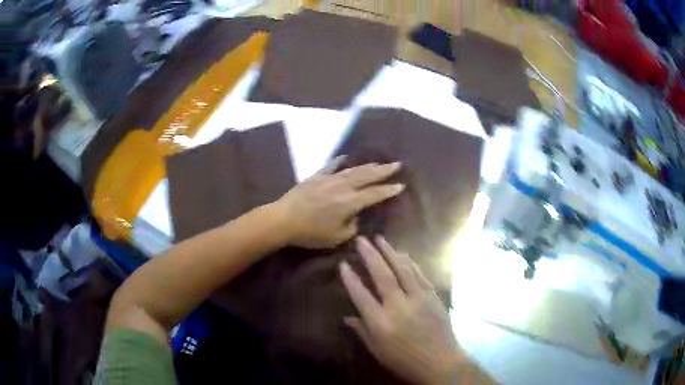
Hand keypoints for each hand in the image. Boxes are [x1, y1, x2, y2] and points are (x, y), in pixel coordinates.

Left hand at [276, 158, 403, 248]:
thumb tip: (356, 218)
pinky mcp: (317, 177)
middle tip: (397, 164)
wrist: (284, 219)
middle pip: (367, 176)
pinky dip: (339, 161)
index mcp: (350, 202)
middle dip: (384, 171)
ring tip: (379, 163)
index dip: (389, 190)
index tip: (401, 185)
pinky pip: (331, 166)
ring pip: (353, 170)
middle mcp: (343, 187)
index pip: (375, 194)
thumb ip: (352, 227)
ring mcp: (329, 179)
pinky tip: (346, 158)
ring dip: (368, 166)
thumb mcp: (336, 237)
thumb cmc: (311, 232)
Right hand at [340, 236, 464, 384]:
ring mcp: (418, 299)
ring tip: (380, 239)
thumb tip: (347, 317)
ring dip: (390, 252)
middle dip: (370, 255)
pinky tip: (402, 254)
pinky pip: (419, 274)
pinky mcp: (432, 296)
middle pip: (382, 275)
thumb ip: (362, 332)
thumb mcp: (378, 351)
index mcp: (381, 323)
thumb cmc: (405, 361)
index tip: (343, 263)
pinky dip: (409, 262)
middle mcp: (399, 306)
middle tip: (361, 239)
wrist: (440, 362)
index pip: (361, 295)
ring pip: (402, 269)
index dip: (350, 278)